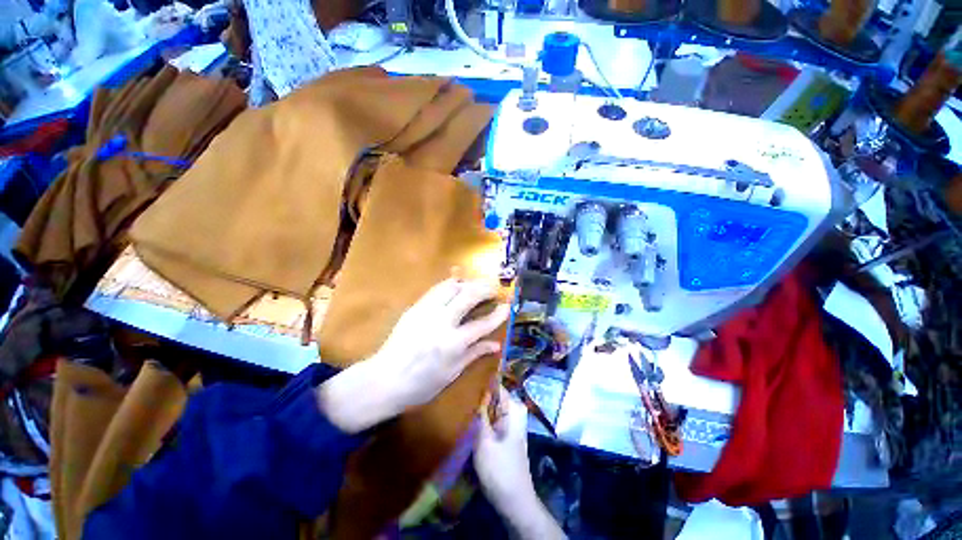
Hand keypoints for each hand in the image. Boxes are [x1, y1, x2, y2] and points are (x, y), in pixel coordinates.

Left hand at [317, 277, 508, 432]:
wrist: (383, 380)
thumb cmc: (420, 385)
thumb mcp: (452, 374)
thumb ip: (474, 354)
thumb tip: (496, 345)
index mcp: (453, 344)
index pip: (482, 324)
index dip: (498, 314)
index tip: (507, 306)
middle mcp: (442, 322)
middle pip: (468, 296)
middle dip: (485, 289)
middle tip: (494, 289)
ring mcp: (426, 311)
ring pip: (451, 286)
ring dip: (467, 282)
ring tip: (476, 285)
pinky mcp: (415, 307)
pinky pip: (436, 288)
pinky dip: (450, 283)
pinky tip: (456, 282)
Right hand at [474, 388, 565, 539]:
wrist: (514, 502)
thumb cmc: (499, 470)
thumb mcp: (484, 440)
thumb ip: (479, 413)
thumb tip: (473, 388)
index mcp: (514, 407)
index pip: (495, 384)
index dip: (479, 382)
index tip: (462, 382)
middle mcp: (514, 410)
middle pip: (492, 395)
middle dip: (476, 397)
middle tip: (456, 399)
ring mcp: (510, 422)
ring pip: (490, 407)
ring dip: (476, 409)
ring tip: (459, 409)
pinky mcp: (504, 433)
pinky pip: (491, 418)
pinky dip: (480, 419)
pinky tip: (467, 422)